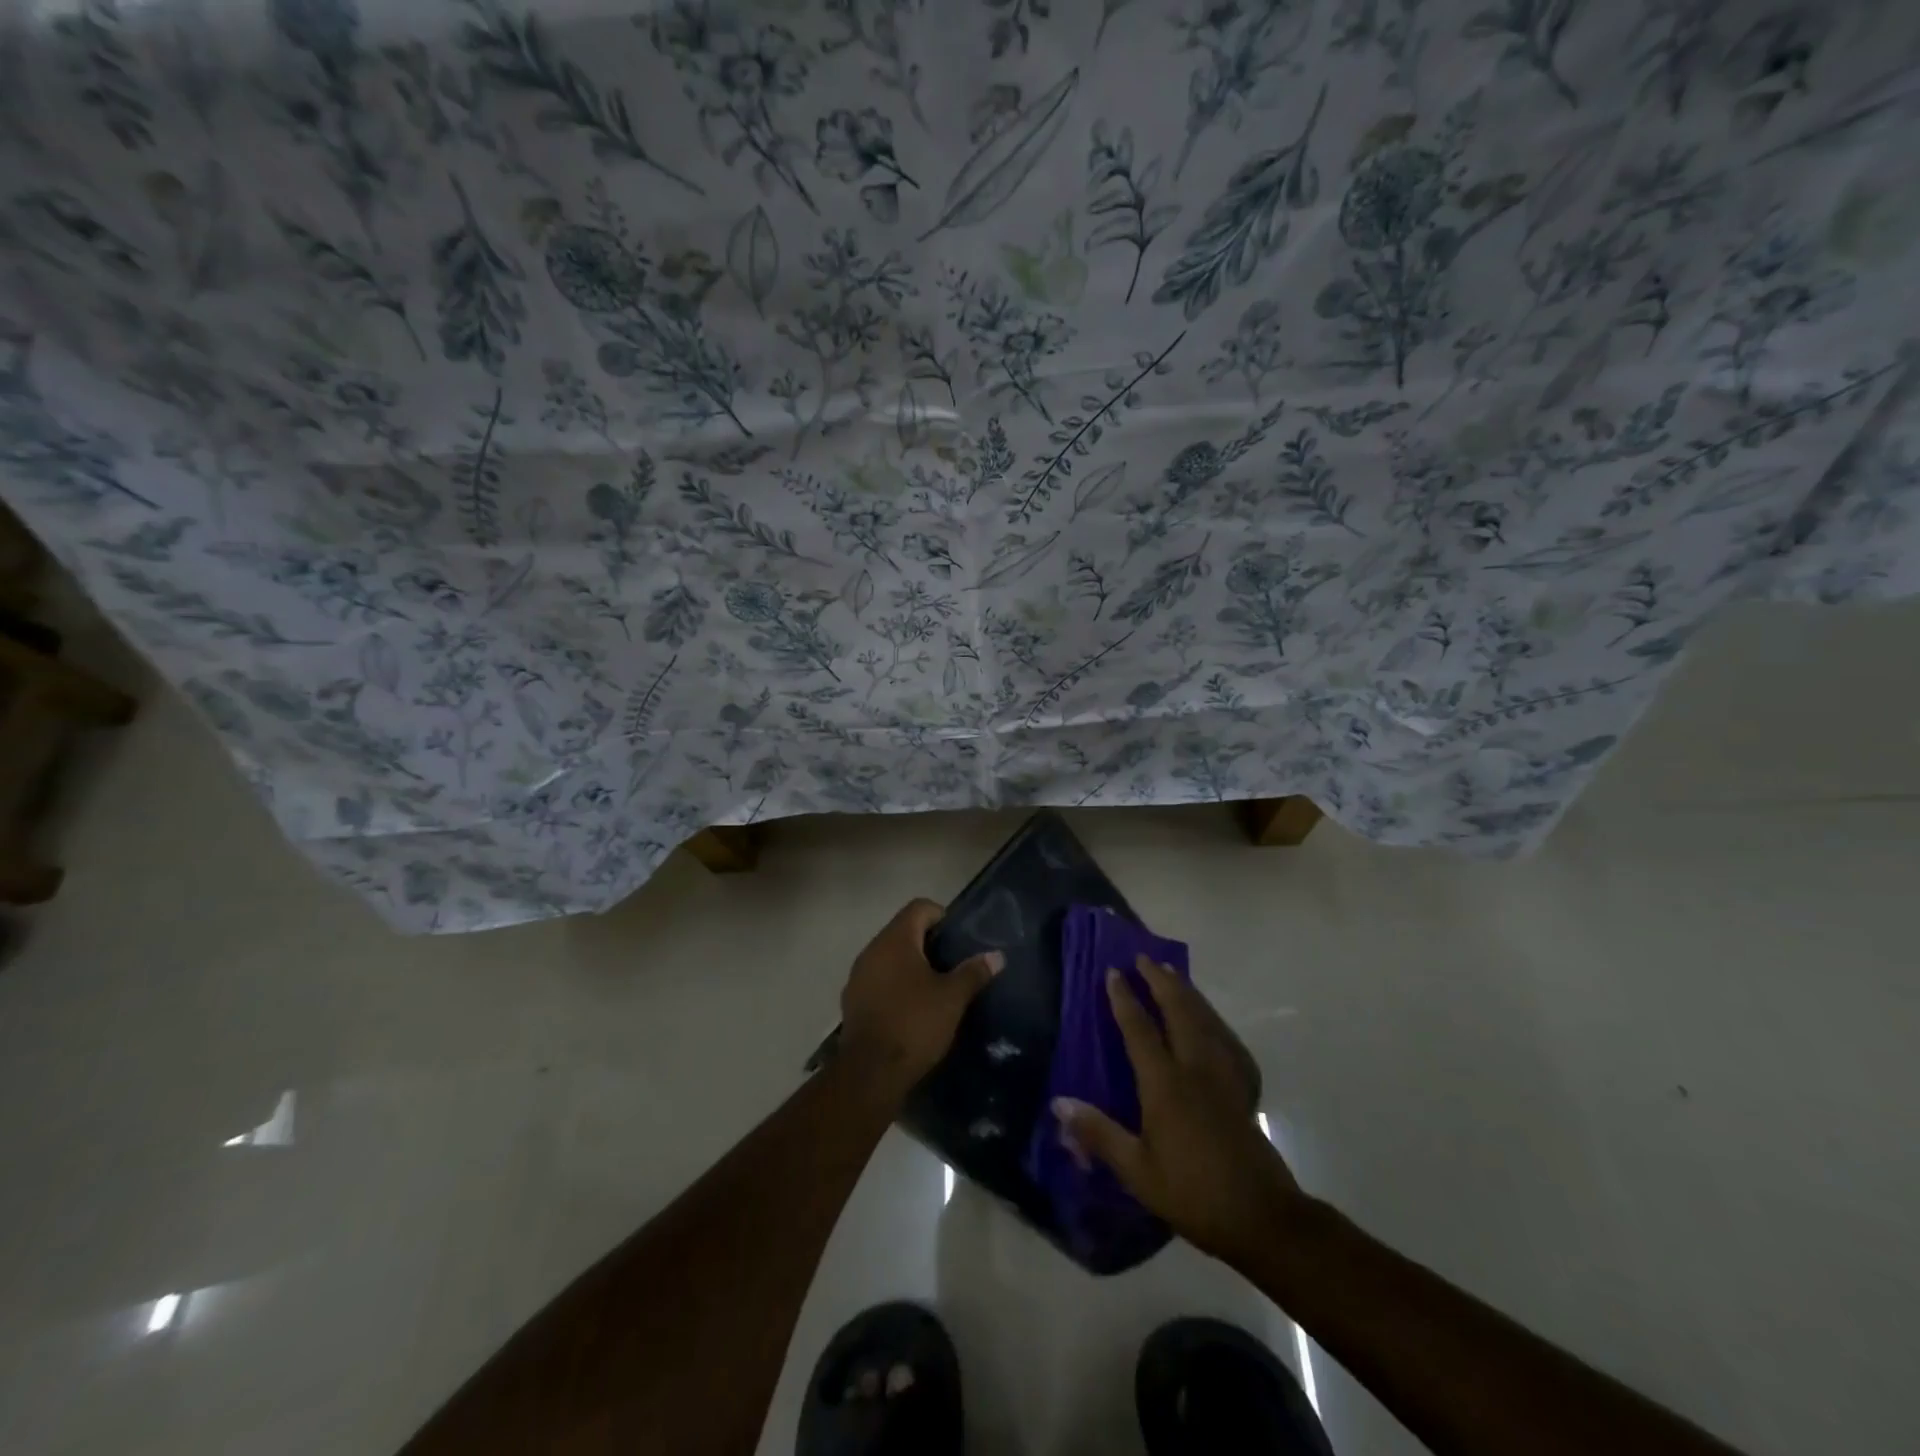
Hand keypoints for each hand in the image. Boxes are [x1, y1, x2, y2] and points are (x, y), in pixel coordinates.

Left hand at [839, 899, 1002, 1095]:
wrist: (870, 1072)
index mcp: (895, 940)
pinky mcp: (852, 1001)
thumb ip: (973, 972)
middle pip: (902, 931)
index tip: (958, 938)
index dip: (941, 915)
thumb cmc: (914, 1024)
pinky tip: (912, 1007)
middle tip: (953, 963)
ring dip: (910, 965)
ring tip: (935, 987)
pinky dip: (895, 985)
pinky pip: (878, 980)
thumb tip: (997, 956)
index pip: (919, 907)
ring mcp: (858, 975)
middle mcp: (872, 950)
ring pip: (889, 957)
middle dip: (928, 942)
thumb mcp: (952, 998)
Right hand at [1054, 955, 1300, 1264]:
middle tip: (1144, 958)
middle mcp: (1195, 1068)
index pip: (1140, 1029)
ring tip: (1173, 974)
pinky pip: (1226, 1038)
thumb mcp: (1137, 1170)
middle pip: (1178, 1011)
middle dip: (1160, 981)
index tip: (1113, 971)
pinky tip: (1211, 1021)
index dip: (1124, 999)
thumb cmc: (1192, 1192)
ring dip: (1186, 992)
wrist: (1261, 1216)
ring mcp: (1224, 1075)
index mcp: (1166, 1083)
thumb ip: (1098, 1133)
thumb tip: (1058, 1103)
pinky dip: (1213, 1019)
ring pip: (1205, 1019)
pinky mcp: (1243, 1087)